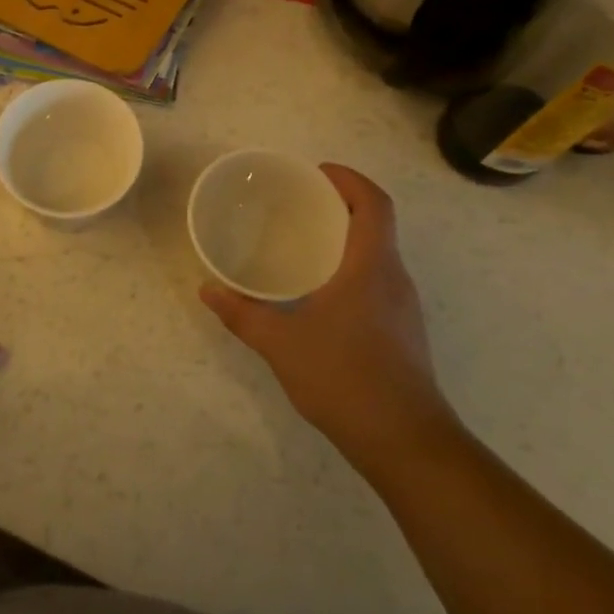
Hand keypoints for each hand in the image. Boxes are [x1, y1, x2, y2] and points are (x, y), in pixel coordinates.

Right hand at [199, 164, 460, 483]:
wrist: (406, 442)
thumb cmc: (345, 378)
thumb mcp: (281, 343)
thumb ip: (242, 314)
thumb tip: (208, 290)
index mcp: (371, 267)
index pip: (374, 204)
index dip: (350, 179)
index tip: (318, 171)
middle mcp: (395, 279)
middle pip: (377, 225)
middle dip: (342, 205)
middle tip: (299, 204)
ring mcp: (404, 308)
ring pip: (378, 255)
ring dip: (347, 239)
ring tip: (304, 243)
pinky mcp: (403, 332)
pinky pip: (378, 281)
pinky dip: (351, 269)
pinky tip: (320, 293)